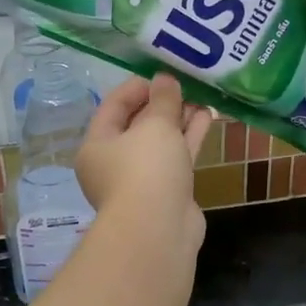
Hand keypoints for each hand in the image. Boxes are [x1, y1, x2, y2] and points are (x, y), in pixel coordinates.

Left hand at [77, 74, 214, 258]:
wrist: (159, 231)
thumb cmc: (146, 170)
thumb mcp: (154, 126)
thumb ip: (163, 99)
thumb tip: (165, 79)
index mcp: (97, 145)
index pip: (113, 105)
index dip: (138, 86)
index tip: (164, 74)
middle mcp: (114, 162)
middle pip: (138, 124)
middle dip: (163, 104)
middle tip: (187, 84)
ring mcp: (141, 180)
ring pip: (160, 142)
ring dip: (180, 120)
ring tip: (203, 97)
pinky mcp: (166, 192)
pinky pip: (176, 158)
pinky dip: (189, 139)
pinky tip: (208, 117)